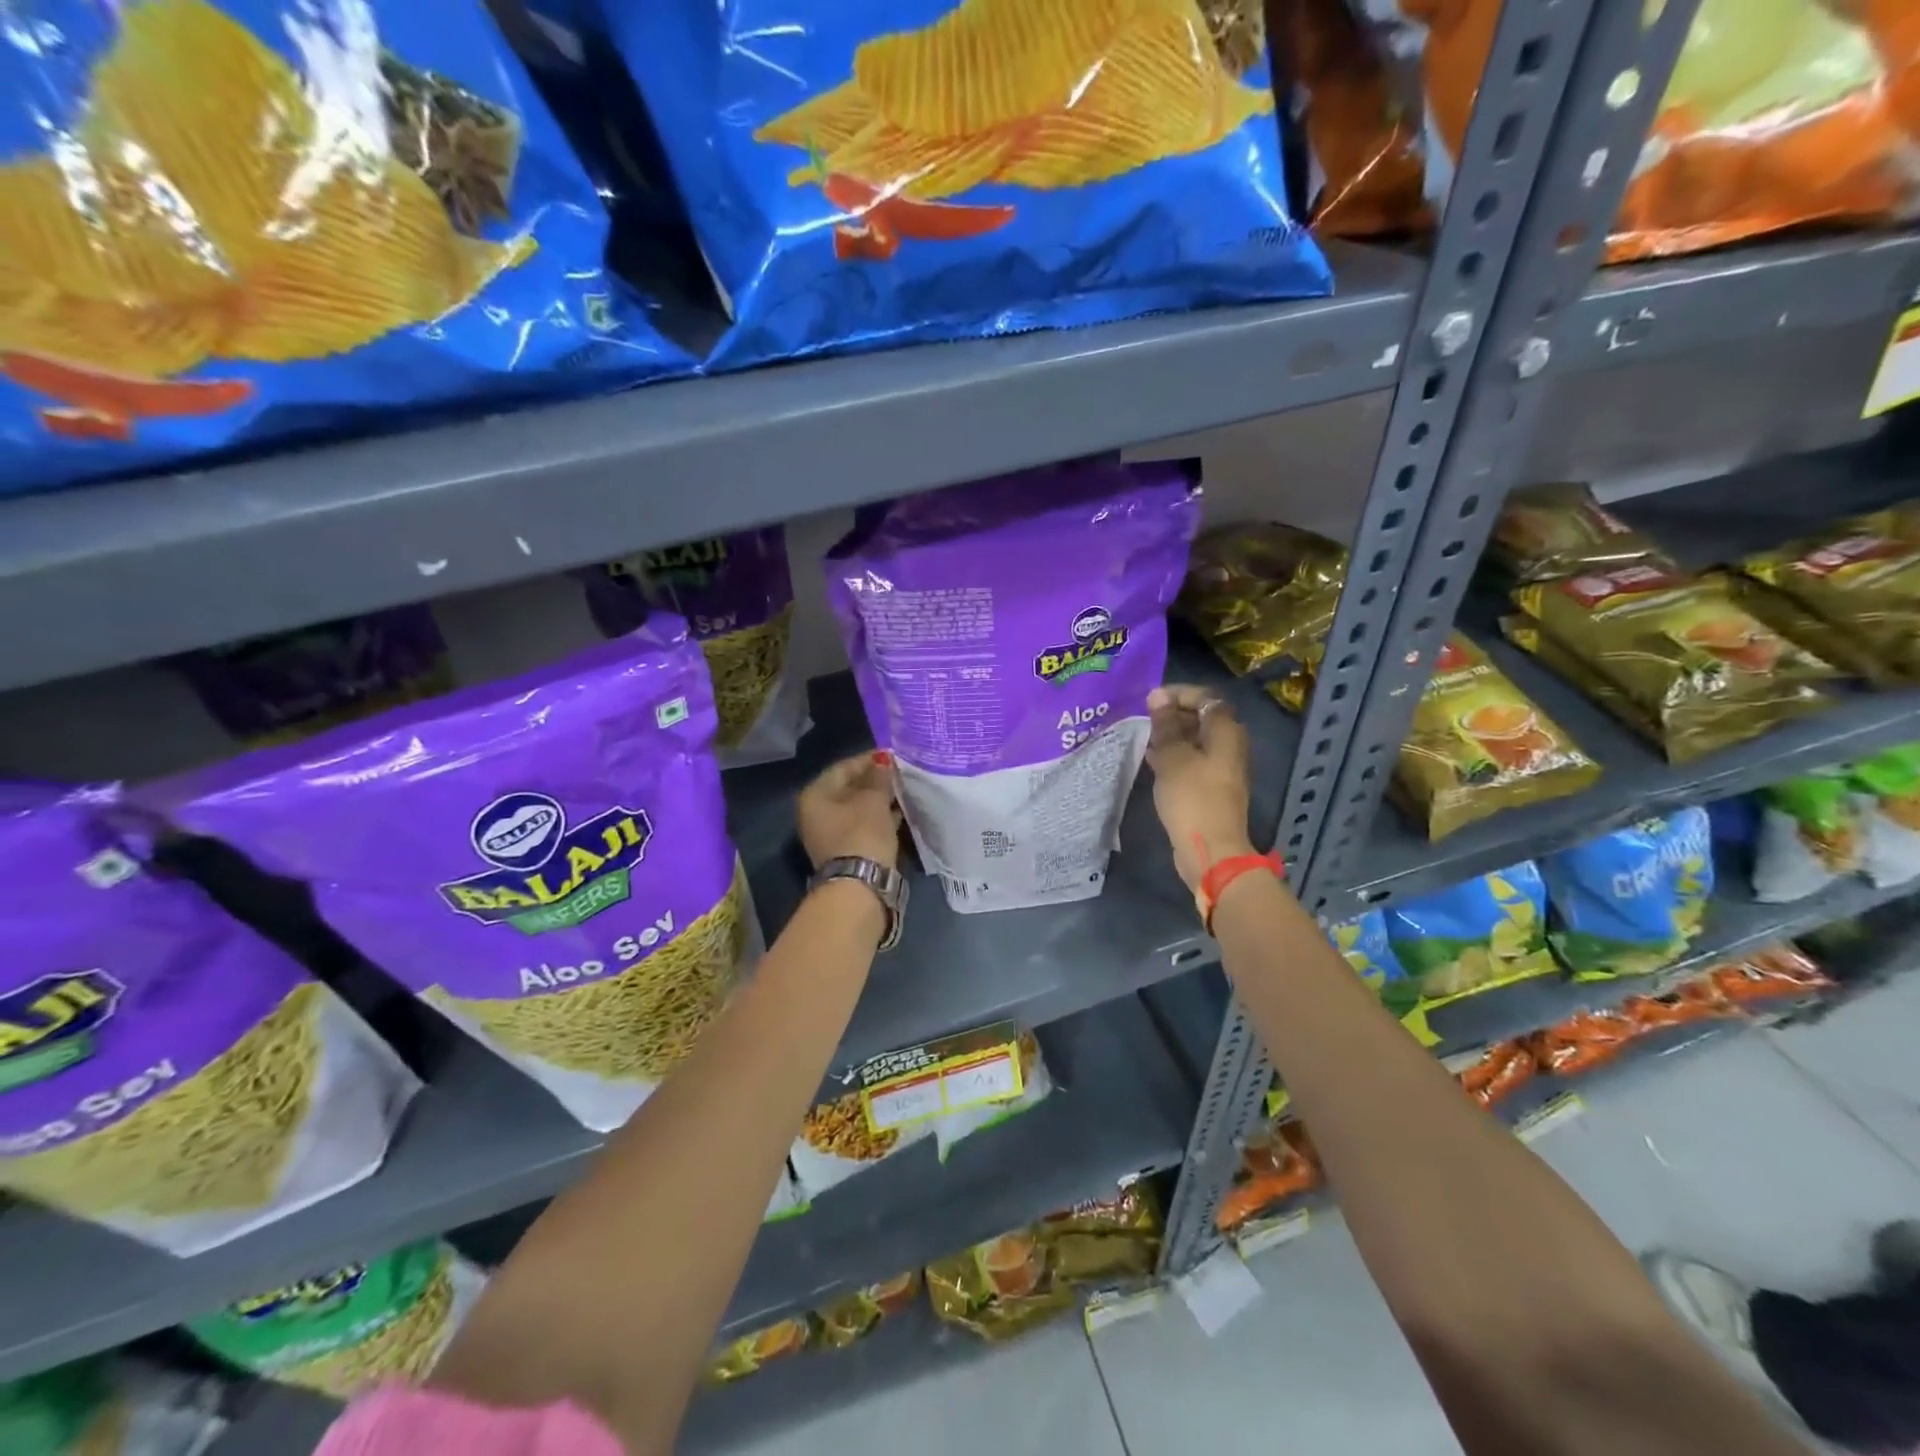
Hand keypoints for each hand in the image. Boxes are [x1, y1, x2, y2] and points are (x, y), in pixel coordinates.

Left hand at [799, 751, 902, 870]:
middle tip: (901, 774)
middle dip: (876, 780)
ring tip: (904, 791)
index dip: (870, 759)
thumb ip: (879, 776)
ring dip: (879, 800)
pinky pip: (863, 825)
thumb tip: (882, 760)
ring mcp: (830, 834)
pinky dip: (879, 818)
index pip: (844, 767)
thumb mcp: (873, 799)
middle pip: (849, 788)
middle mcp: (816, 813)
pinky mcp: (846, 850)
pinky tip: (899, 812)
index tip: (894, 756)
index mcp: (815, 795)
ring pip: (858, 808)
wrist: (860, 885)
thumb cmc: (862, 833)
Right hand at [1146, 685, 1255, 891]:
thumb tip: (1157, 696)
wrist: (1211, 849)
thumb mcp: (1173, 757)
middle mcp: (1230, 745)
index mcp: (1226, 731)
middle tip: (1144, 719)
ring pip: (1195, 740)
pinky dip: (1174, 756)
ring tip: (1143, 738)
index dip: (1178, 694)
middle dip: (1172, 714)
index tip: (1150, 701)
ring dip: (1171, 736)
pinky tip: (1151, 760)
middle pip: (1202, 718)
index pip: (1205, 697)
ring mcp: (1222, 768)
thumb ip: (1165, 725)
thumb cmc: (1192, 798)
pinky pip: (1192, 760)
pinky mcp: (1211, 787)